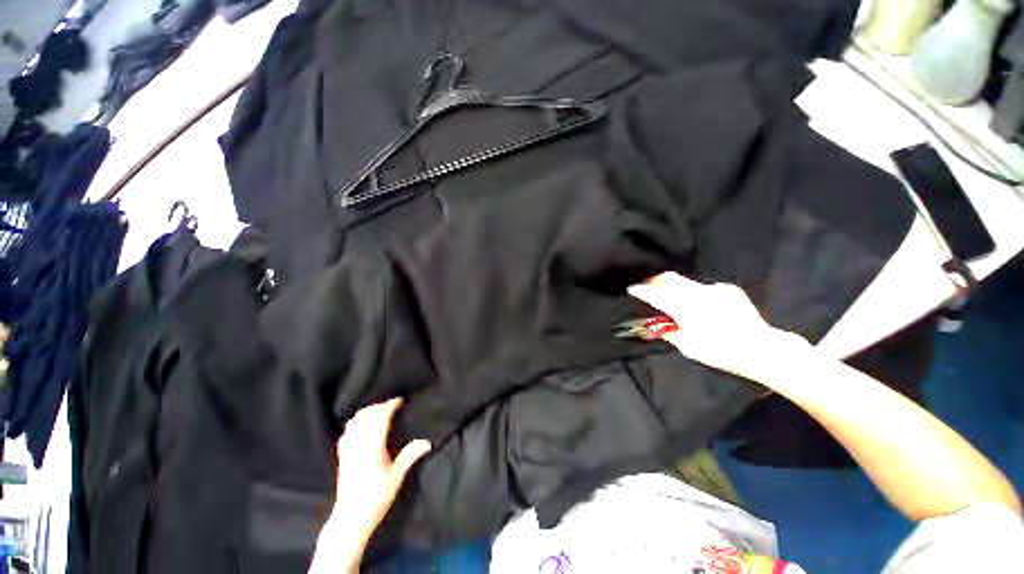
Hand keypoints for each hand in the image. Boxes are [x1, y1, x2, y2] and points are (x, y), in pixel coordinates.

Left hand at [312, 398, 430, 571]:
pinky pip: (346, 432)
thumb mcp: (396, 476)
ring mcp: (347, 449)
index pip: (381, 417)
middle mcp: (358, 443)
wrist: (350, 519)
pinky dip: (355, 423)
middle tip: (390, 407)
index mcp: (372, 446)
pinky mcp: (341, 456)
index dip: (390, 405)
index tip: (400, 400)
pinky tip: (362, 428)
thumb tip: (427, 442)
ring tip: (378, 414)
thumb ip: (410, 455)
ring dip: (366, 413)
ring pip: (353, 421)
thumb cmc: (376, 498)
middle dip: (378, 407)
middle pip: (365, 415)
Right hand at [627, 272, 808, 384]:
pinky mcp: (727, 289)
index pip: (656, 295)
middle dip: (655, 281)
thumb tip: (658, 325)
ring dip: (676, 290)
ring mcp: (714, 289)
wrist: (763, 348)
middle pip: (669, 279)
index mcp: (686, 310)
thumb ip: (670, 333)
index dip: (642, 291)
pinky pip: (704, 288)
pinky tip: (705, 308)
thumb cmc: (722, 352)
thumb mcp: (689, 348)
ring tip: (678, 303)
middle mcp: (698, 294)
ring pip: (686, 283)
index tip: (632, 289)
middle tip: (649, 288)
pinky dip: (696, 295)